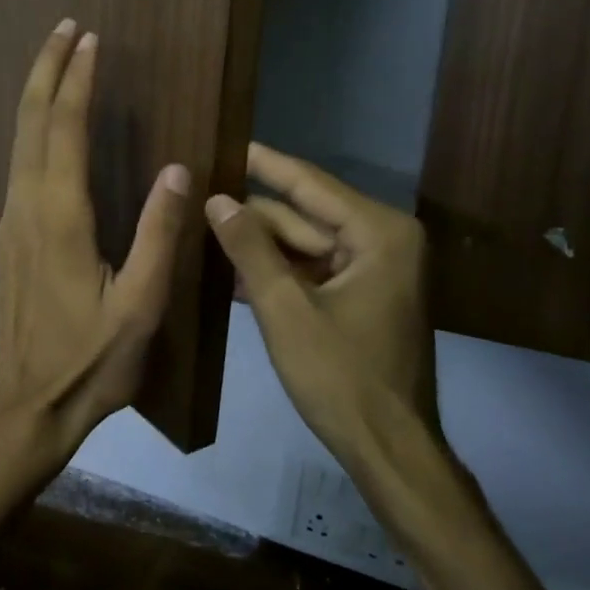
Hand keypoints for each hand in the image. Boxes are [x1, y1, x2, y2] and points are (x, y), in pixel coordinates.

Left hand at [0, 20, 192, 471]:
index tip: (91, 41)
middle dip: (47, 71)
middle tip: (66, 28)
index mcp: (60, 218)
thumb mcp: (141, 304)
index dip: (78, 82)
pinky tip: (46, 126)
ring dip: (36, 95)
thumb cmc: (92, 360)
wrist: (30, 402)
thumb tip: (177, 170)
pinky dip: (32, 129)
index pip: (65, 131)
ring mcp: (10, 222)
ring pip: (18, 142)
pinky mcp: (8, 237)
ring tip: (56, 61)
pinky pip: (18, 165)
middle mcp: (27, 208)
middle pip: (30, 123)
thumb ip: (158, 234)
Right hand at [205, 144, 438, 461]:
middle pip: (305, 216)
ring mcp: (376, 270)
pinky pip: (314, 271)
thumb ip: (250, 249)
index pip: (309, 185)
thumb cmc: (341, 377)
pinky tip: (230, 269)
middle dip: (254, 213)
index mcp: (379, 233)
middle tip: (200, 193)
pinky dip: (278, 273)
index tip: (227, 140)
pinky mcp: (364, 296)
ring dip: (260, 245)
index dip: (264, 164)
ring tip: (203, 227)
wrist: (389, 449)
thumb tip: (216, 199)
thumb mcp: (286, 310)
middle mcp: (384, 240)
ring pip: (306, 245)